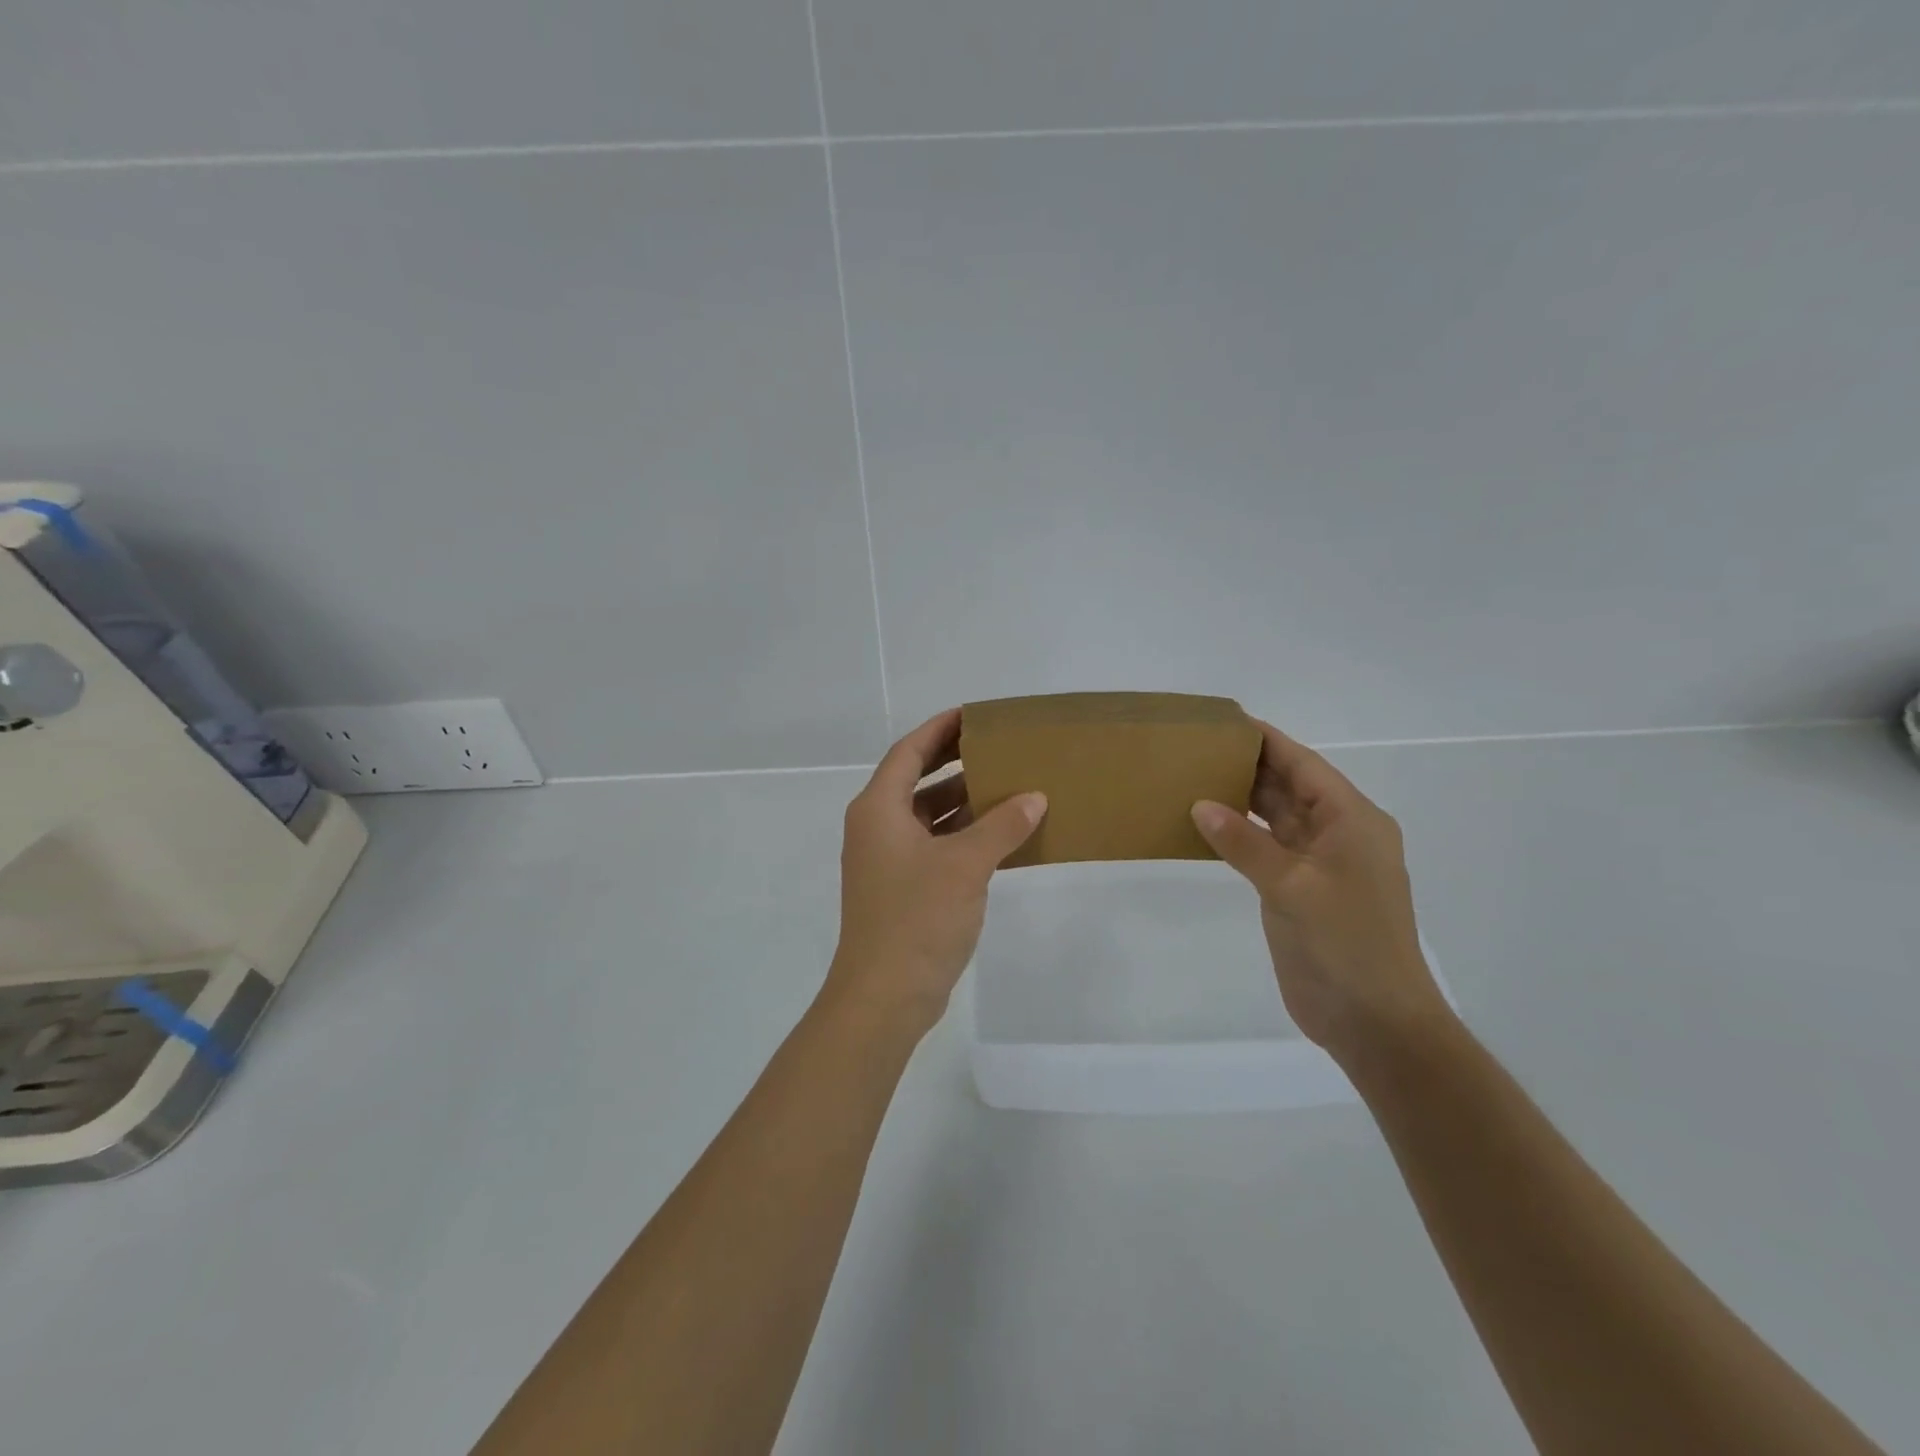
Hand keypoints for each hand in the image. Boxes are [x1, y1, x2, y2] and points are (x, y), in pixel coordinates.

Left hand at [823, 709, 1047, 1034]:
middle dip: (954, 763)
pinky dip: (963, 837)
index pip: (907, 753)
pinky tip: (1001, 836)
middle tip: (995, 747)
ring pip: (927, 817)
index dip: (938, 730)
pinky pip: (935, 847)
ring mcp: (888, 862)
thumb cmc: (917, 917)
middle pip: (916, 781)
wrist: (885, 996)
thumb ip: (1001, 826)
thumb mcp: (965, 864)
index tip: (973, 715)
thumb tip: (1034, 798)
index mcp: (878, 810)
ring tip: (1007, 787)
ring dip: (962, 803)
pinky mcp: (903, 890)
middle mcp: (876, 829)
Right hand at [1190, 720, 1448, 1061]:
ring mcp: (1319, 865)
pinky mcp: (1300, 891)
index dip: (1267, 740)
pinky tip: (1206, 826)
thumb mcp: (1292, 887)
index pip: (1304, 766)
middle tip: (1196, 747)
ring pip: (1276, 818)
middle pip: (1290, 787)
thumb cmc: (1345, 945)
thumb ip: (1245, 844)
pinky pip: (1266, 848)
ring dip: (1242, 800)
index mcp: (1352, 821)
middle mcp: (1339, 834)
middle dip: (1248, 766)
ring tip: (1193, 778)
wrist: (1373, 1021)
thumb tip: (1200, 805)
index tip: (1225, 720)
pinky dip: (1239, 835)